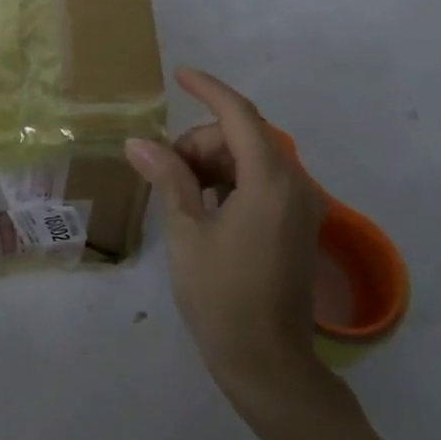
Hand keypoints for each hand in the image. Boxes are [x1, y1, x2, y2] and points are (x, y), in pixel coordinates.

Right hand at [125, 68, 325, 402]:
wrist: (268, 364)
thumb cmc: (222, 298)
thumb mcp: (187, 233)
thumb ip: (168, 178)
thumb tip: (139, 142)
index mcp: (272, 182)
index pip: (239, 115)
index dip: (207, 89)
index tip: (179, 75)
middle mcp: (296, 185)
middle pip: (243, 137)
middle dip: (201, 142)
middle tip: (164, 171)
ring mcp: (301, 206)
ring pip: (251, 158)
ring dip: (213, 162)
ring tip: (179, 193)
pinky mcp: (297, 224)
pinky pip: (261, 182)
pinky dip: (229, 181)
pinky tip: (202, 206)